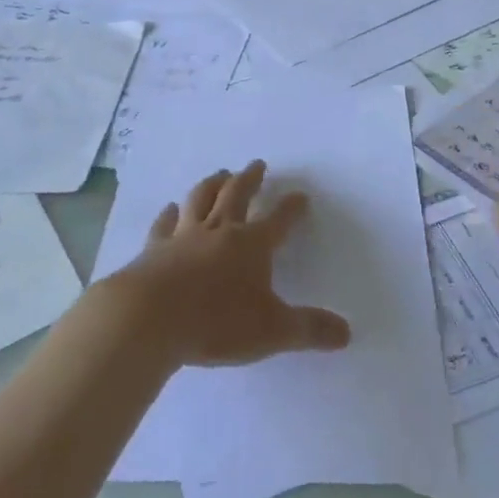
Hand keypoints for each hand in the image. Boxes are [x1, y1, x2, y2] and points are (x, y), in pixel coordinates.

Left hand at [106, 162, 351, 367]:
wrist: (151, 317)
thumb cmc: (217, 322)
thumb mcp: (273, 331)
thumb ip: (309, 330)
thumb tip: (347, 333)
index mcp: (252, 245)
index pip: (279, 220)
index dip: (292, 208)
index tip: (301, 195)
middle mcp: (220, 231)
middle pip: (237, 195)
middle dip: (250, 179)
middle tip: (257, 164)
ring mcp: (184, 236)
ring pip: (201, 199)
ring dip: (212, 184)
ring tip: (219, 173)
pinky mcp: (154, 248)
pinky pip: (164, 224)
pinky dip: (169, 214)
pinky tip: (170, 208)